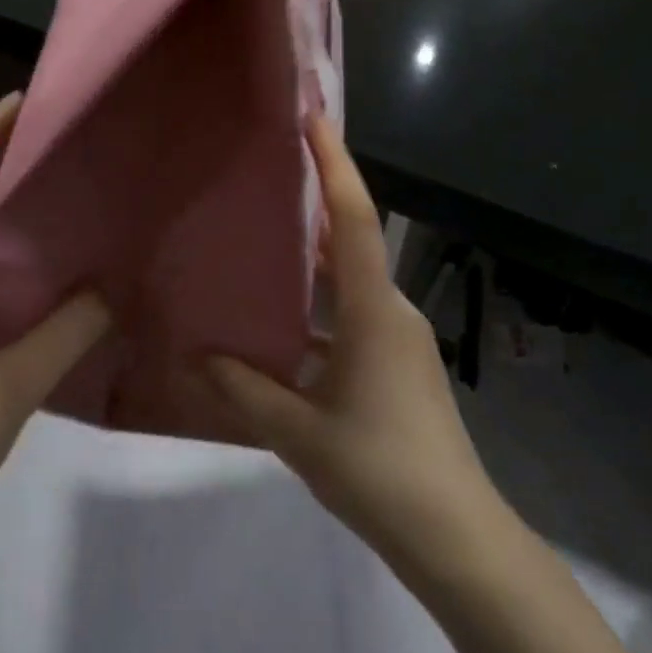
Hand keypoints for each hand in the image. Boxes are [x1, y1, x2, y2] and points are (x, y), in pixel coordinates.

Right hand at [206, 117, 502, 566]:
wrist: (453, 533)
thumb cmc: (377, 469)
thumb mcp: (299, 432)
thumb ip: (246, 390)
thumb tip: (198, 360)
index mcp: (373, 312)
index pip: (351, 220)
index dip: (334, 165)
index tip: (313, 119)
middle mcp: (391, 312)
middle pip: (350, 243)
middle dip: (315, 205)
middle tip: (269, 176)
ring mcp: (399, 340)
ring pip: (350, 284)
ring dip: (313, 263)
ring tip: (262, 243)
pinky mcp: (399, 366)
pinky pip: (353, 318)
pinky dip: (320, 310)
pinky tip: (281, 327)